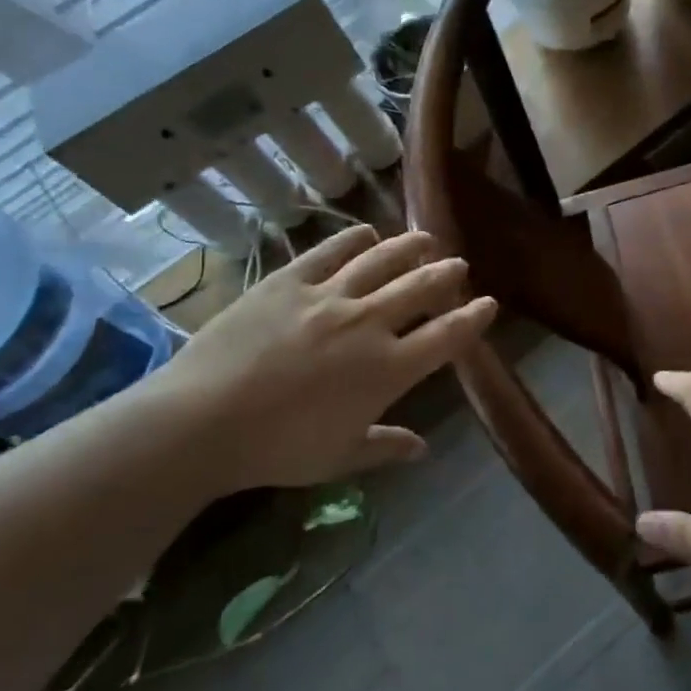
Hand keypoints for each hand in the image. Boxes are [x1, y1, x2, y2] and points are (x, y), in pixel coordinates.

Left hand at [139, 226, 495, 494]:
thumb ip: (385, 447)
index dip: (473, 319)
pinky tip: (366, 232)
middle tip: (459, 266)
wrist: (201, 421)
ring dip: (410, 247)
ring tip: (426, 239)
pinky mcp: (288, 281)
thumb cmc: (277, 449)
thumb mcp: (339, 458)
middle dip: (447, 275)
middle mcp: (368, 323)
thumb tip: (422, 448)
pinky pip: (329, 251)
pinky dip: (353, 239)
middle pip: (421, 288)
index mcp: (388, 369)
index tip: (488, 305)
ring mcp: (328, 296)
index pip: (446, 337)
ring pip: (382, 260)